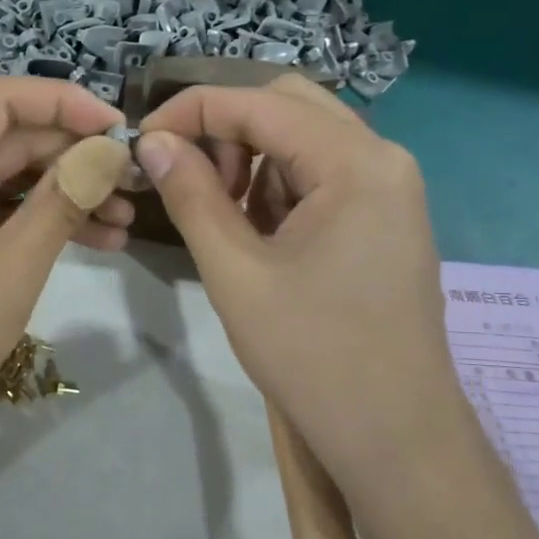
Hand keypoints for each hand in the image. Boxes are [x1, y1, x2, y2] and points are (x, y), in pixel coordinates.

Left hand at [0, 78, 131, 443]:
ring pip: (9, 177)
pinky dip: (38, 221)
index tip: (121, 128)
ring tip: (125, 219)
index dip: (67, 104)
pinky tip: (95, 239)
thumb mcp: (11, 266)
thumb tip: (111, 152)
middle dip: (75, 157)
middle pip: (10, 138)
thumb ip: (63, 201)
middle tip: (134, 180)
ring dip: (65, 193)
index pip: (3, 100)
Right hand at [135, 75, 456, 472]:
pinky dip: (280, 185)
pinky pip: (324, 174)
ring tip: (223, 216)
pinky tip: (261, 234)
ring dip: (253, 158)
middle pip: (289, 106)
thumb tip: (153, 142)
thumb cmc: (313, 355)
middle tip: (189, 179)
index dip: (192, 110)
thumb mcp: (235, 272)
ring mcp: (391, 187)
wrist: (395, 435)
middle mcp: (383, 158)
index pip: (259, 103)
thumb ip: (191, 196)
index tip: (143, 140)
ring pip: (306, 138)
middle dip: (226, 130)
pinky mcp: (387, 216)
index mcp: (355, 162)